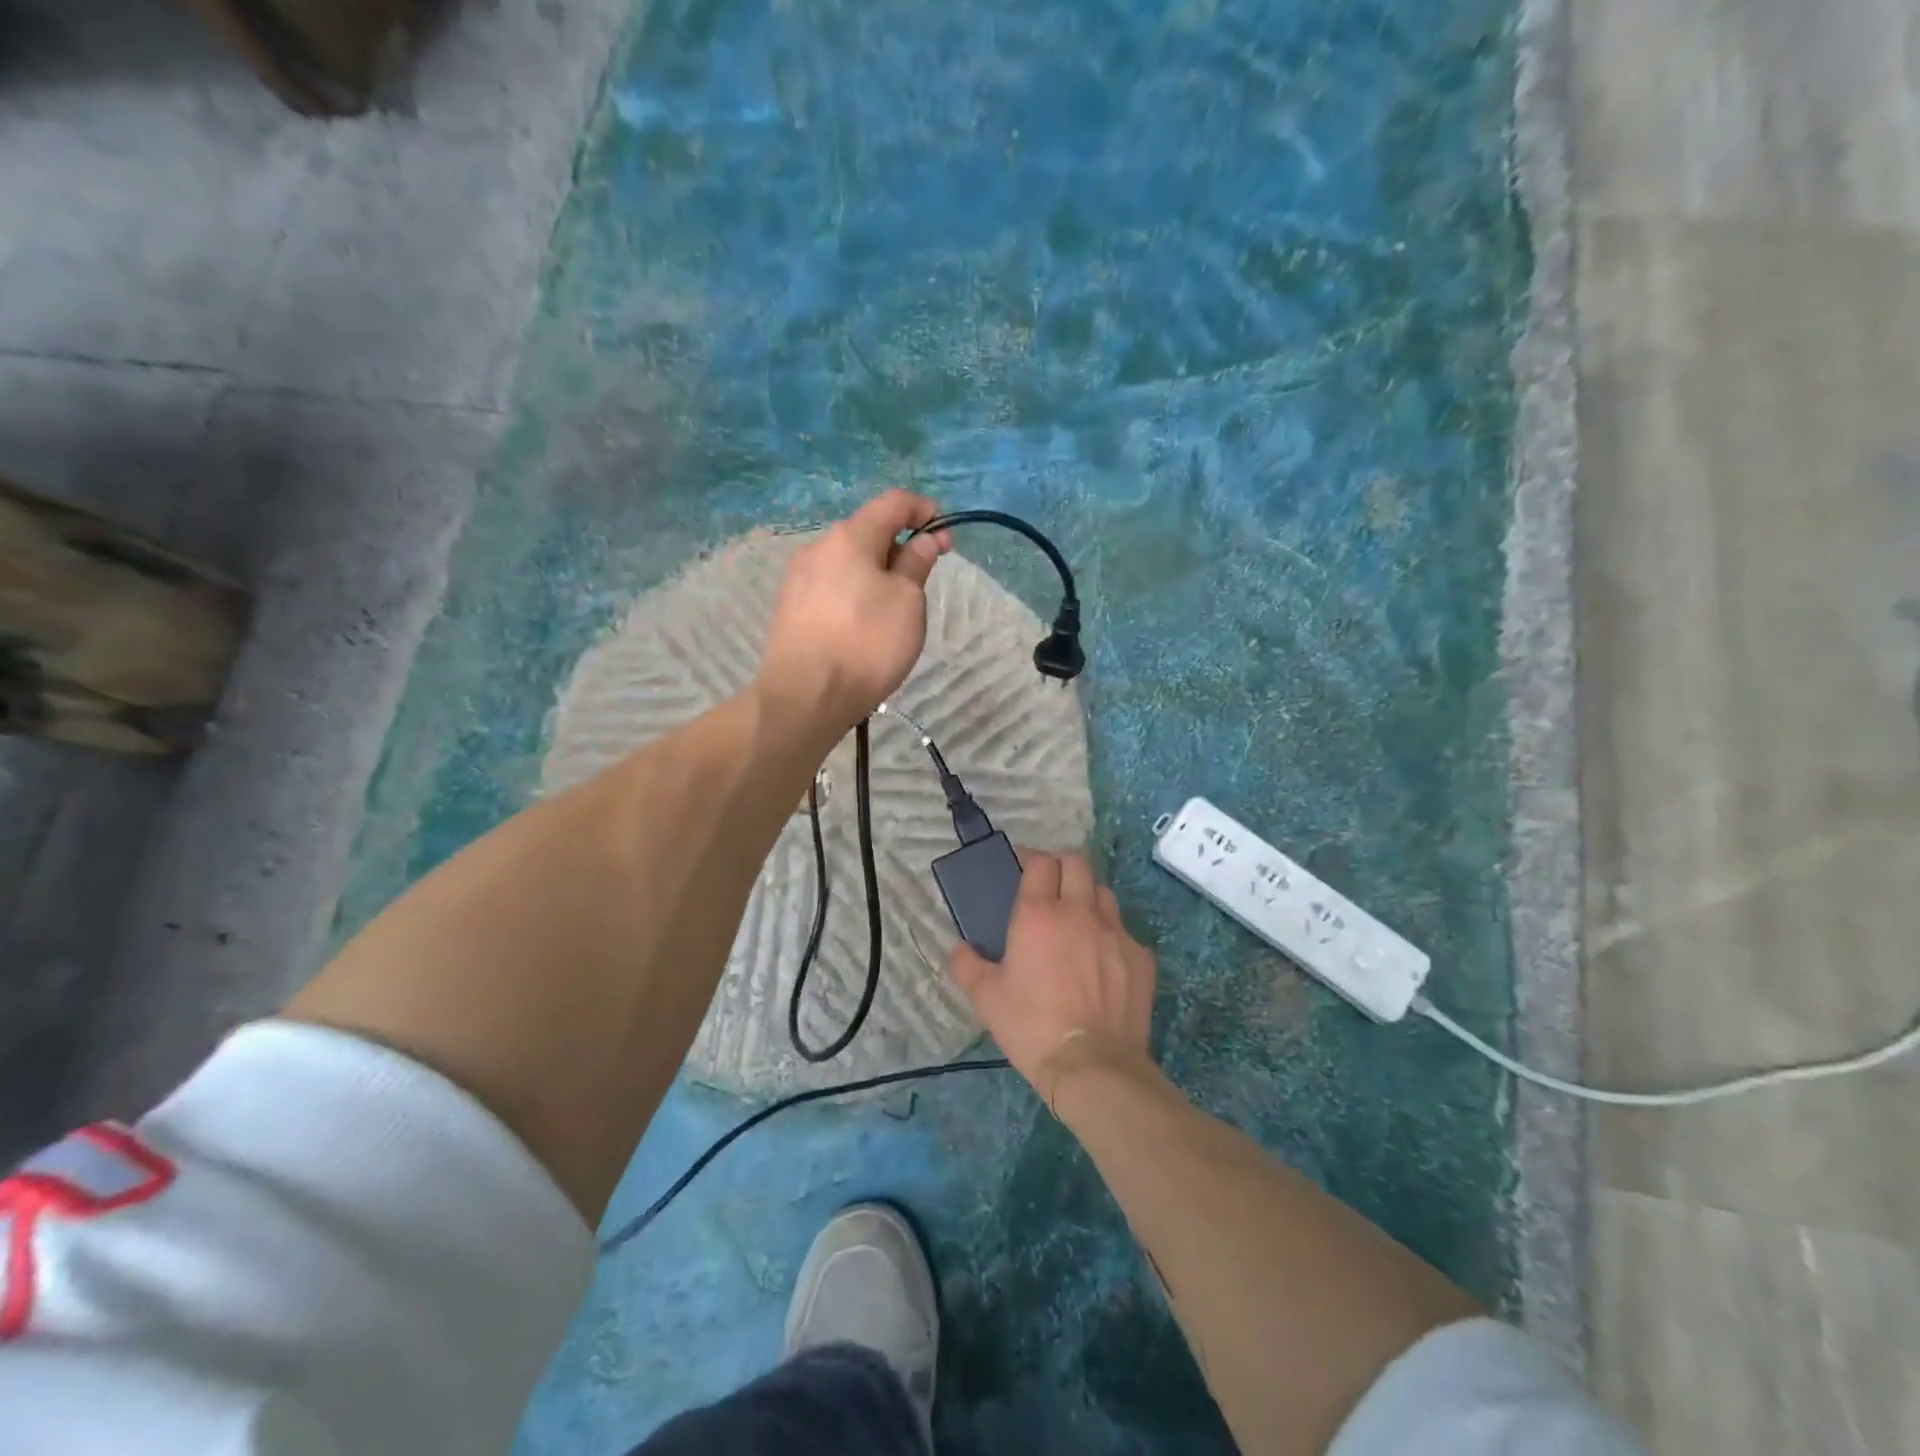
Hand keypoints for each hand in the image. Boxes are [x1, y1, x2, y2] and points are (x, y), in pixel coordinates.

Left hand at [757, 489, 951, 736]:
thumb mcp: (907, 602)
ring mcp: (798, 579)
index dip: (924, 511)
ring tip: (893, 612)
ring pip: (848, 563)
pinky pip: (831, 588)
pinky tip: (862, 627)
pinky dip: (854, 594)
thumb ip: (916, 564)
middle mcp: (818, 548)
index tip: (945, 538)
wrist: (805, 697)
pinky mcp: (790, 608)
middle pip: (867, 533)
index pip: (893, 502)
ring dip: (876, 574)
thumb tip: (922, 541)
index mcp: (850, 537)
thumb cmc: (866, 644)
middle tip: (922, 583)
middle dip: (899, 548)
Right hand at [947, 851, 1156, 1107]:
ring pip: (1104, 893)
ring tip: (1077, 921)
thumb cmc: (1031, 1027)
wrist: (1092, 1066)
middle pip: (1077, 862)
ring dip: (1088, 897)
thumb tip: (958, 949)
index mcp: (1038, 914)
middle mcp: (1079, 912)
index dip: (1031, 859)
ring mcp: (1115, 933)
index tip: (1022, 869)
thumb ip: (967, 966)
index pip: (1041, 862)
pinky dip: (1111, 937)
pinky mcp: (1141, 957)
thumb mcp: (986, 998)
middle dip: (1062, 867)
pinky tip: (1102, 962)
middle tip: (1050, 888)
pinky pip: (1124, 932)